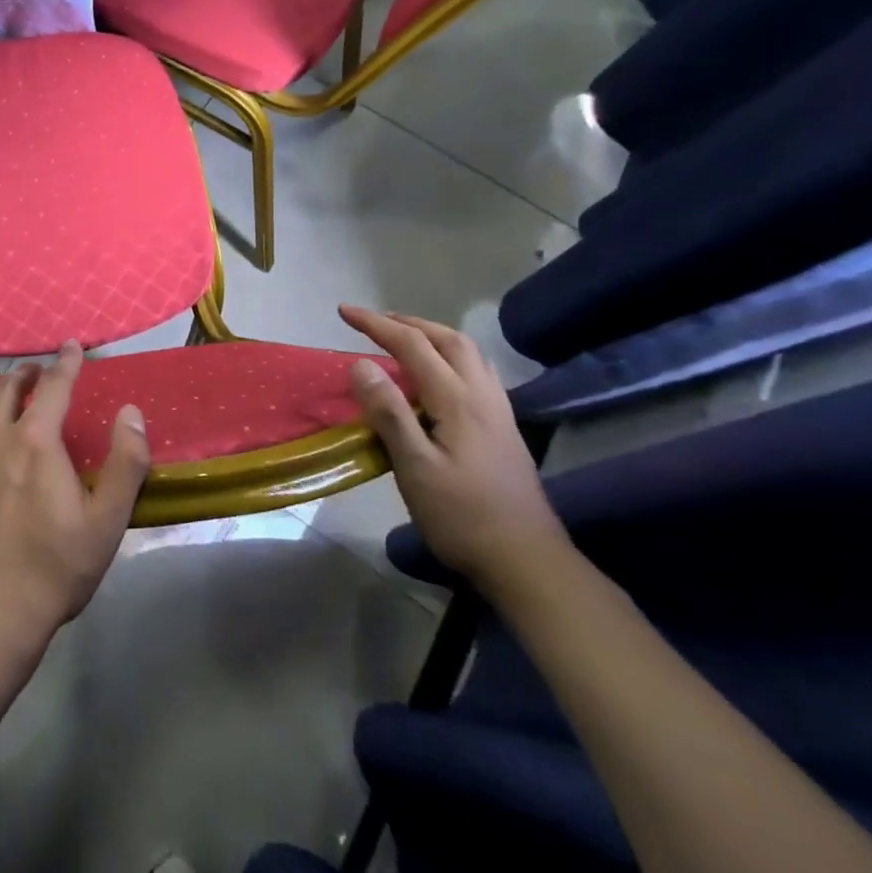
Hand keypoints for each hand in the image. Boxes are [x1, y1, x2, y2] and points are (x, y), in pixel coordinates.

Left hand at [0, 343, 149, 645]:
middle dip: (25, 373)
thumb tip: (130, 411)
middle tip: (33, 369)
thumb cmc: (54, 570)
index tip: (71, 347)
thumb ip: (125, 462)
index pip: (55, 387)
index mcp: (37, 442)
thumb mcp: (107, 521)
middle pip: (9, 390)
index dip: (66, 363)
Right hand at [340, 307, 567, 593]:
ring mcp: (498, 413)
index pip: (413, 345)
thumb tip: (361, 364)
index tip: (344, 312)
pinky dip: (449, 358)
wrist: (526, 560)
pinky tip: (437, 379)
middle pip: (448, 340)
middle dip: (409, 323)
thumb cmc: (461, 515)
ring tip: (404, 340)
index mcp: (458, 400)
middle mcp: (482, 396)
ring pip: (468, 354)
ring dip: (432, 336)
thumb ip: (388, 412)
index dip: (376, 325)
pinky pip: (475, 373)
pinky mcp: (503, 430)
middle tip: (375, 322)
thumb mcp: (415, 467)